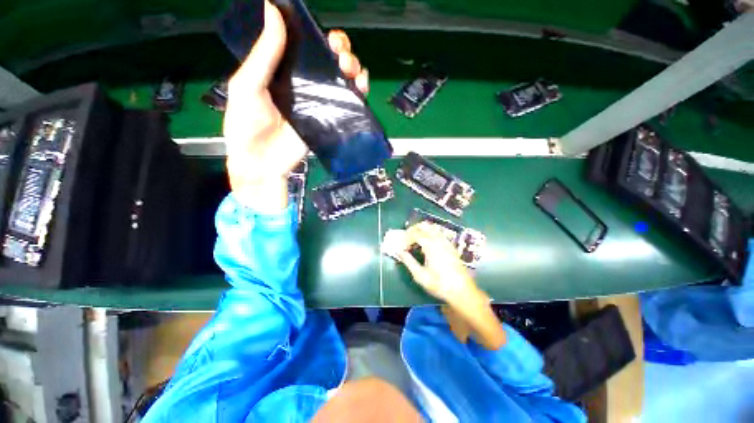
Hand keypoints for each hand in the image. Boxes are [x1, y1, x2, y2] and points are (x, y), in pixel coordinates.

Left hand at [224, 0, 368, 210]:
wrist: (261, 162)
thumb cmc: (247, 124)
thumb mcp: (248, 85)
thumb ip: (264, 53)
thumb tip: (273, 8)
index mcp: (284, 71)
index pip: (307, 47)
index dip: (319, 36)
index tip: (325, 32)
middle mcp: (305, 85)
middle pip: (329, 63)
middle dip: (341, 51)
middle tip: (340, 51)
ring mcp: (319, 104)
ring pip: (342, 81)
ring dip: (352, 69)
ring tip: (350, 68)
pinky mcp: (329, 122)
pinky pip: (347, 105)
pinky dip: (358, 93)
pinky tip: (360, 86)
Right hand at [386, 222, 504, 349]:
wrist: (462, 291)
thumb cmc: (439, 284)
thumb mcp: (420, 275)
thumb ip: (408, 261)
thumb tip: (399, 251)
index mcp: (431, 245)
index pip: (415, 233)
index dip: (406, 238)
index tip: (401, 246)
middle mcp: (439, 240)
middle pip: (424, 225)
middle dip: (413, 230)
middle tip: (407, 239)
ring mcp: (446, 242)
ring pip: (432, 228)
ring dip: (422, 230)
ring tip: (415, 241)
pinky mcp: (451, 246)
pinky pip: (438, 234)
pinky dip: (430, 234)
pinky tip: (426, 245)